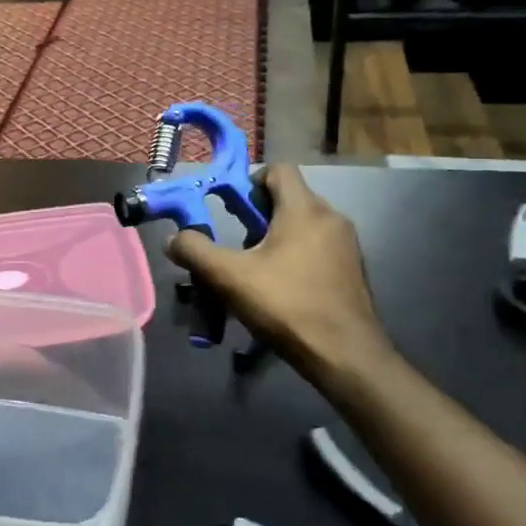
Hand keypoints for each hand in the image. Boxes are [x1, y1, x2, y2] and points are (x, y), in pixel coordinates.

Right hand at [166, 166, 395, 384]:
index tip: (233, 209)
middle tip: (238, 243)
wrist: (346, 355)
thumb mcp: (230, 277)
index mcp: (305, 209)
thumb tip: (173, 239)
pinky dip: (298, 254)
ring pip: (304, 223)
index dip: (251, 181)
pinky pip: (319, 246)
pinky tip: (283, 286)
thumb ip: (196, 252)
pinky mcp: (352, 269)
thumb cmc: (287, 305)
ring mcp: (347, 244)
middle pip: (290, 197)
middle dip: (260, 214)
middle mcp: (331, 217)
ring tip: (257, 268)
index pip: (279, 170)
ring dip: (278, 236)